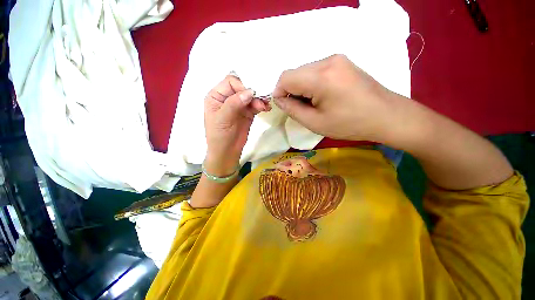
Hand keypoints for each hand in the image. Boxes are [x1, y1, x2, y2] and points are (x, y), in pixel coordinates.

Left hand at [204, 75, 269, 175]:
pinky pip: (255, 105)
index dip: (241, 86)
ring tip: (265, 106)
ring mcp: (239, 105)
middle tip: (262, 99)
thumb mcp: (222, 119)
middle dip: (253, 92)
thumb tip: (250, 92)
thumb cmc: (219, 136)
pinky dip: (261, 105)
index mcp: (216, 96)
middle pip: (243, 87)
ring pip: (251, 96)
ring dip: (259, 99)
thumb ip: (234, 103)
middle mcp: (228, 98)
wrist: (227, 152)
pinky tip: (266, 108)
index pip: (230, 82)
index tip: (250, 95)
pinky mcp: (247, 113)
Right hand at [272, 54, 402, 142]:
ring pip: (304, 71)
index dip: (279, 92)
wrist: (386, 116)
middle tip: (299, 108)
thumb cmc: (350, 124)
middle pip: (294, 72)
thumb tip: (279, 100)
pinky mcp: (342, 62)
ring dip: (300, 87)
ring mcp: (337, 59)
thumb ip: (293, 110)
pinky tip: (321, 96)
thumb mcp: (315, 123)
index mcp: (321, 77)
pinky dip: (311, 83)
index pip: (286, 77)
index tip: (284, 106)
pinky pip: (316, 70)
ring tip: (311, 103)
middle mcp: (327, 61)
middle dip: (290, 90)